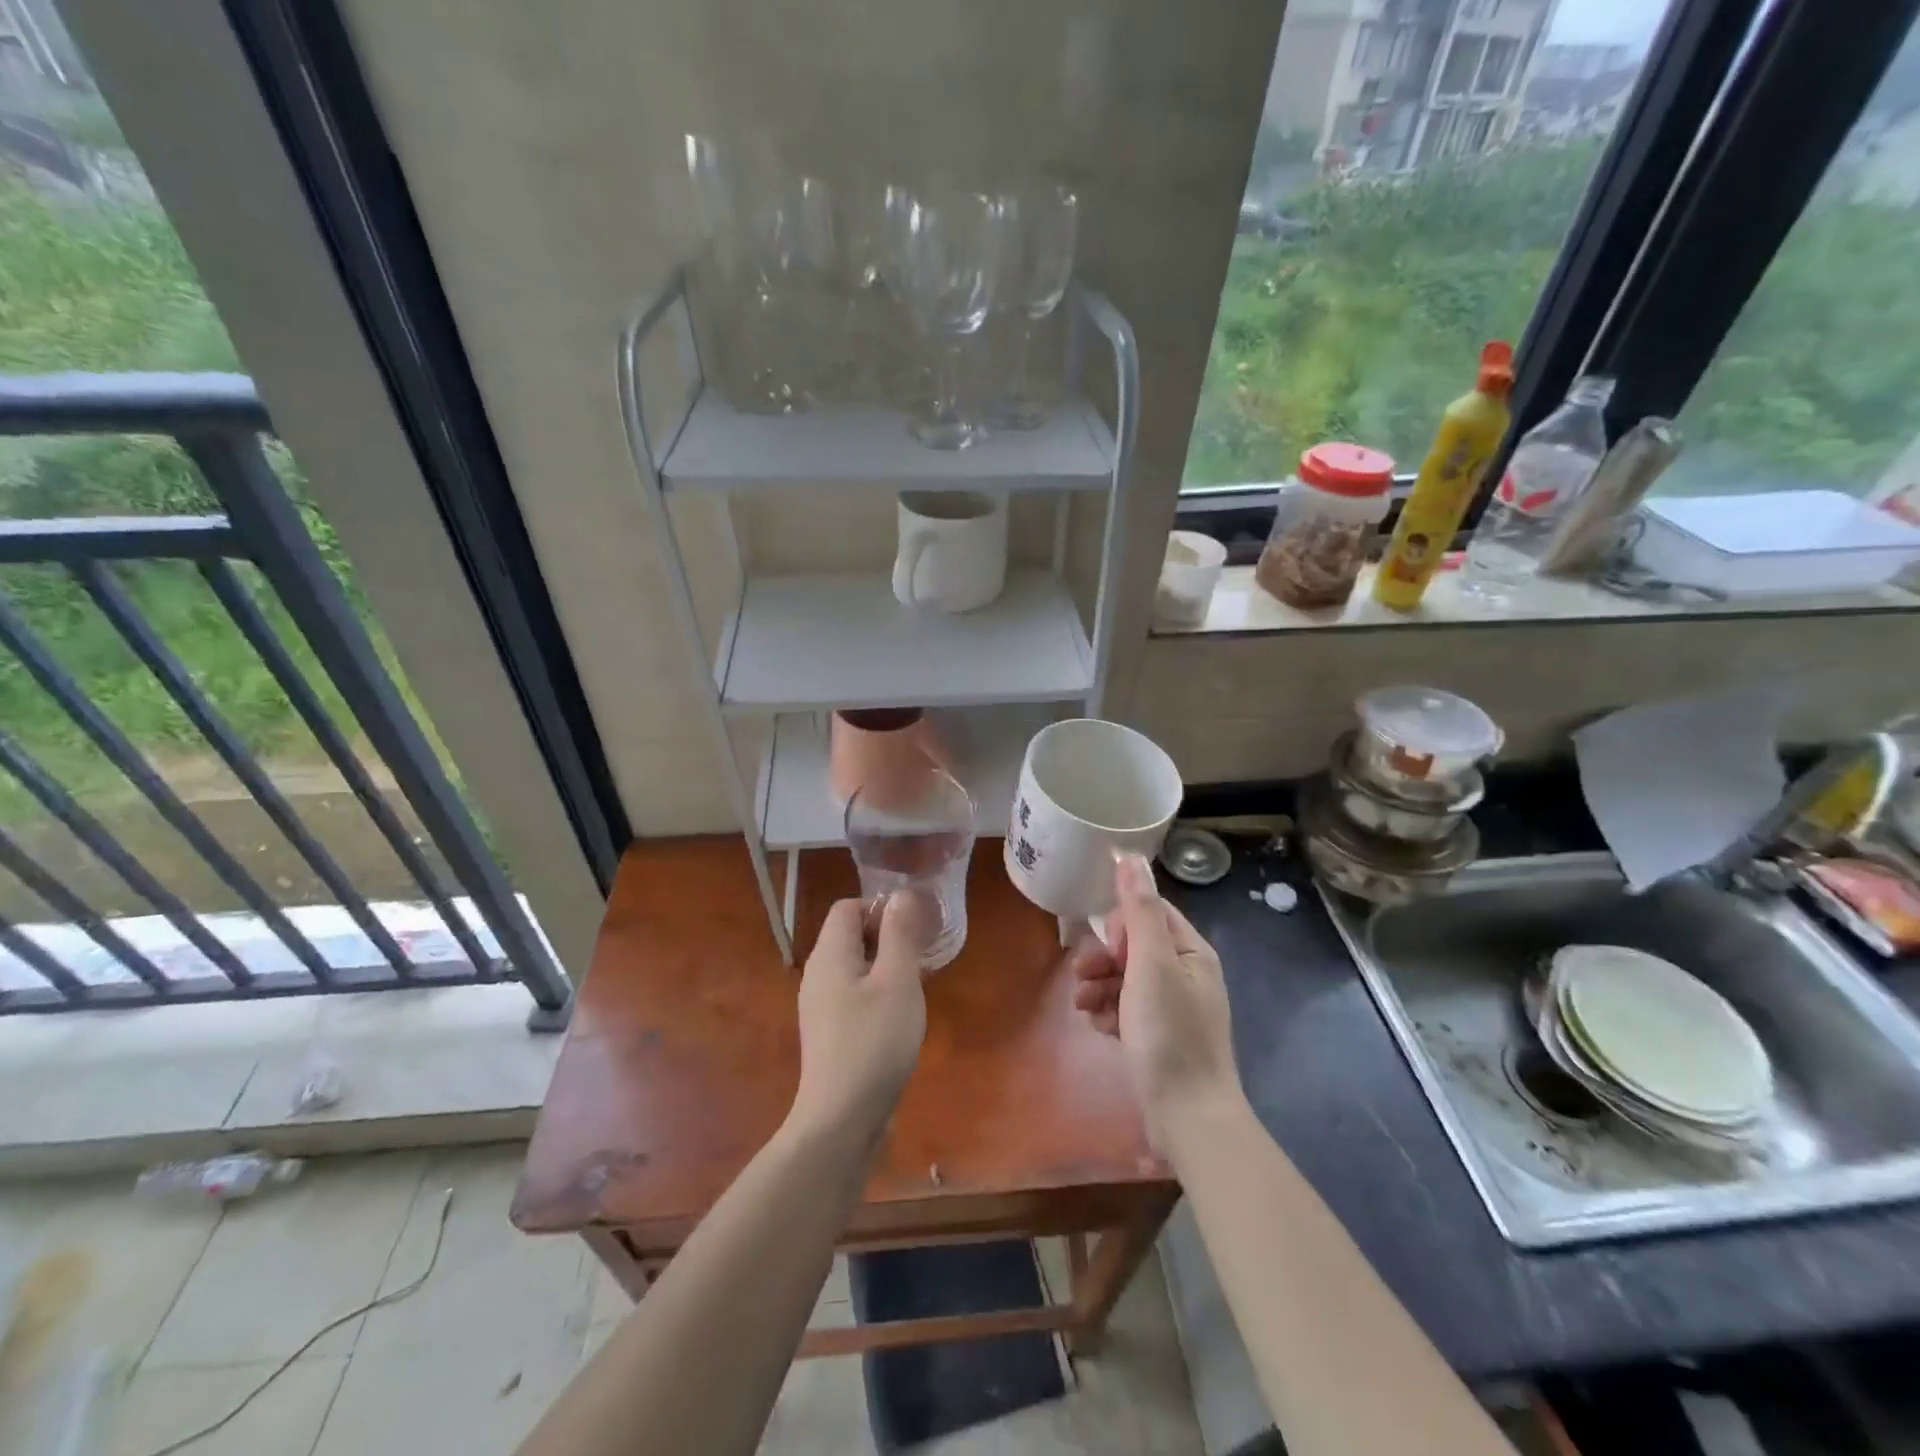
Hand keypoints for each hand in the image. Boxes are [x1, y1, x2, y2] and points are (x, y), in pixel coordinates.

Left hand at [790, 893, 929, 1144]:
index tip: (912, 929)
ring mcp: (820, 1006)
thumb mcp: (897, 981)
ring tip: (915, 986)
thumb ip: (899, 934)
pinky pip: (853, 995)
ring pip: (854, 967)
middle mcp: (818, 974)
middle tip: (921, 957)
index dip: (880, 908)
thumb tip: (900, 895)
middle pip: (849, 935)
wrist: (842, 1119)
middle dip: (887, 937)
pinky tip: (899, 1018)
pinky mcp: (829, 1033)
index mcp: (830, 954)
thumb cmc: (874, 1041)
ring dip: (885, 967)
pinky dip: (876, 993)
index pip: (847, 907)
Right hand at [1072, 854, 1240, 1150]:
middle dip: (1103, 958)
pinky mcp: (1158, 1037)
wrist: (1188, 1118)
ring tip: (1085, 1006)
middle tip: (1084, 976)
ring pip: (1124, 978)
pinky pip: (1126, 1008)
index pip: (1150, 912)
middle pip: (1133, 946)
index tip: (1103, 942)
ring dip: (1099, 986)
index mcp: (1191, 952)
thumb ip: (1139, 909)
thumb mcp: (1151, 964)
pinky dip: (1109, 1012)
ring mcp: (1172, 1008)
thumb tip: (1128, 855)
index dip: (1120, 922)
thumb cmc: (1170, 1034)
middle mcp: (1185, 974)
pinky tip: (1099, 1026)